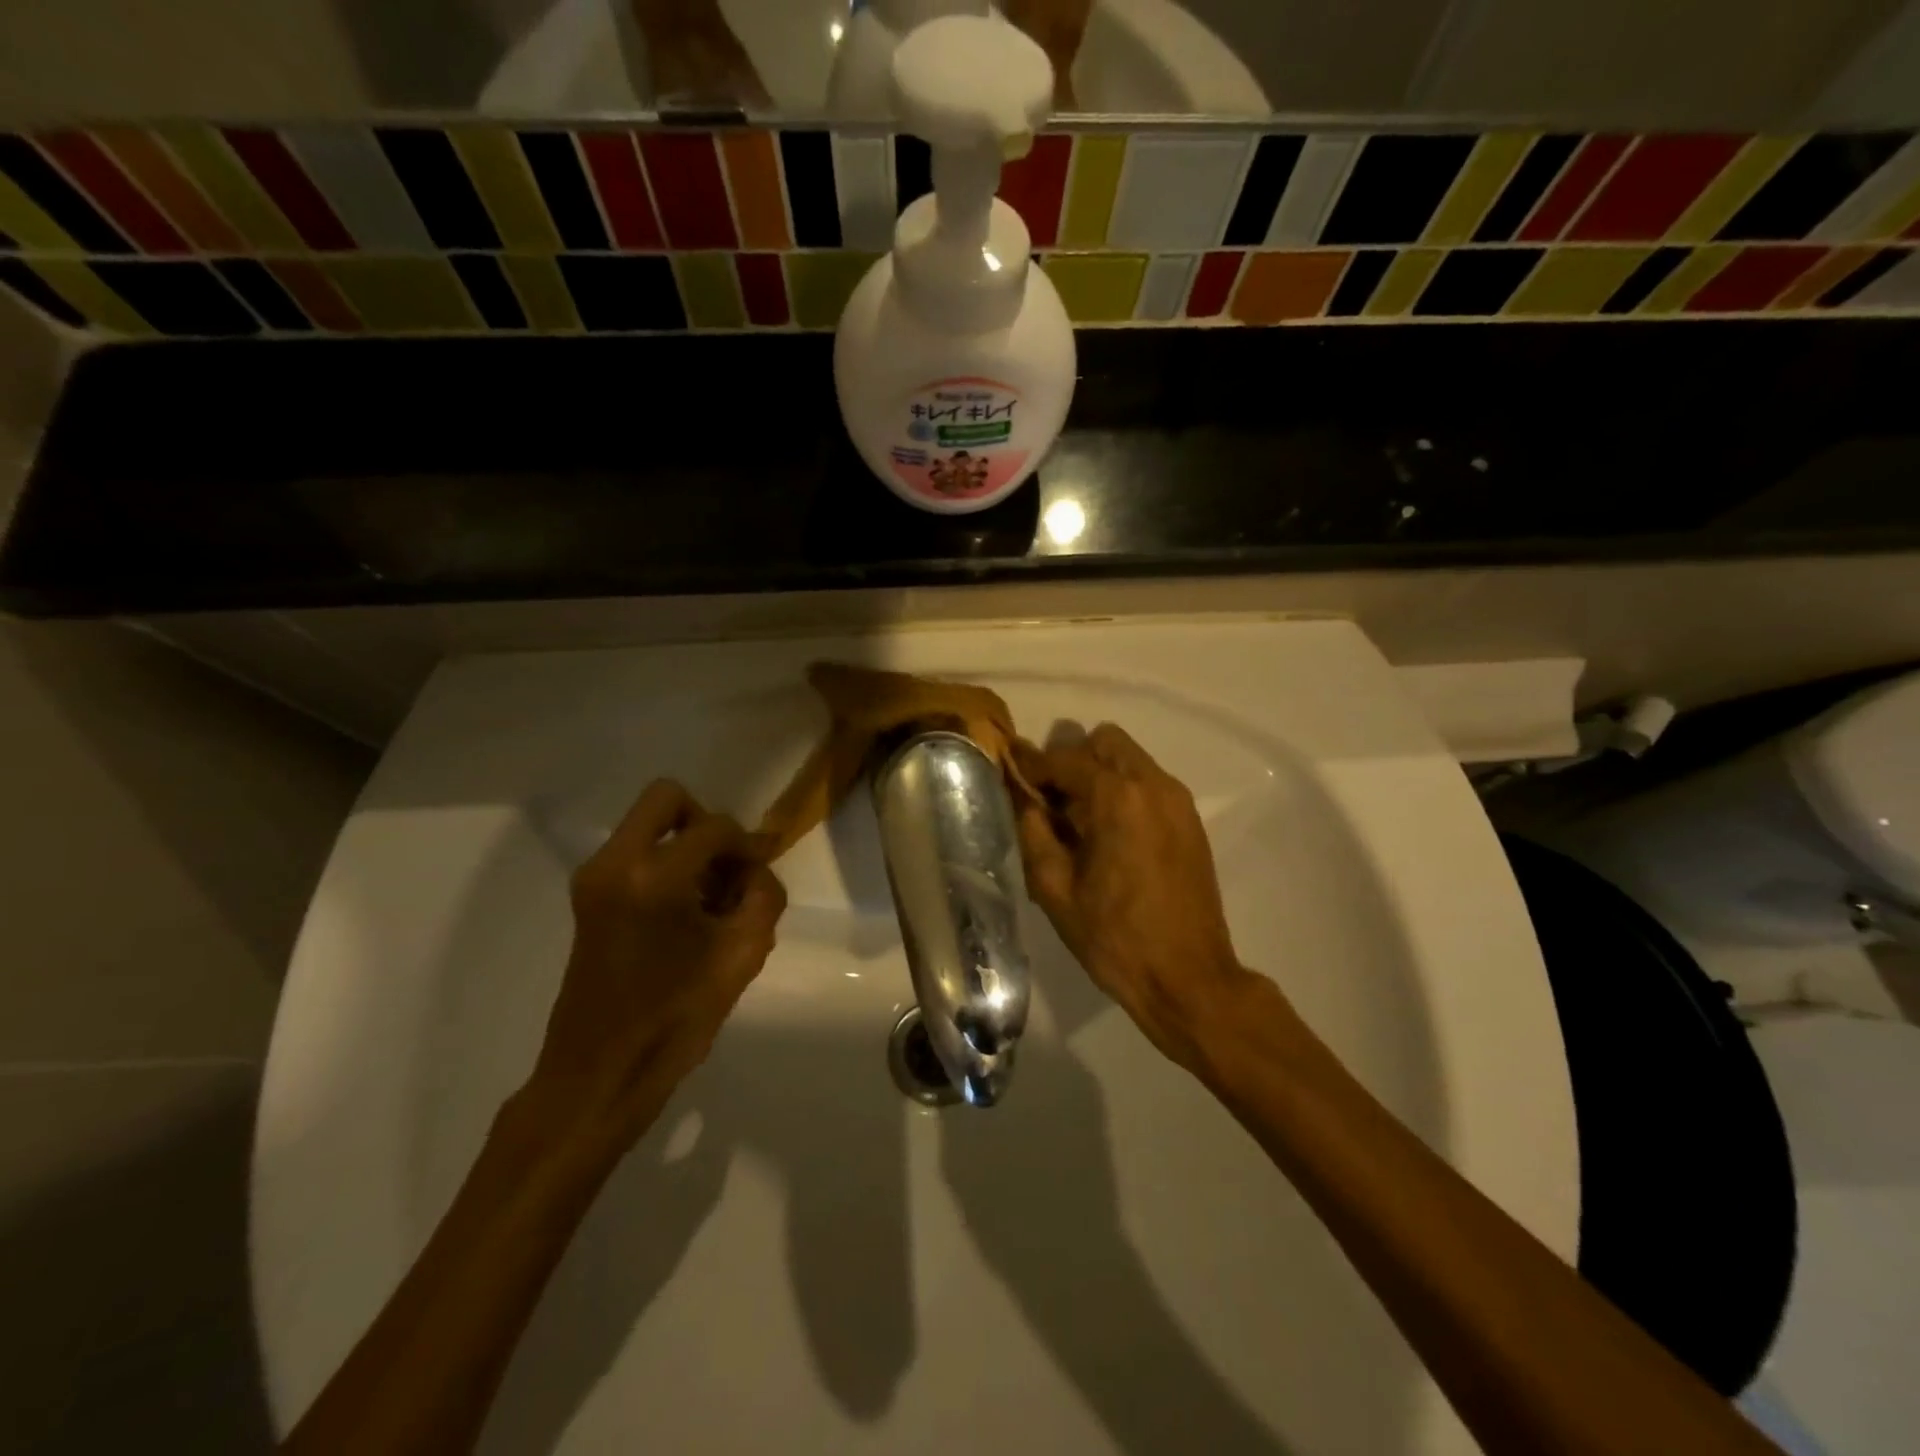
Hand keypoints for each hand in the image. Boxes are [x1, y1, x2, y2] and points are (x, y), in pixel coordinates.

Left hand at [529, 780, 785, 1146]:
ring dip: (687, 848)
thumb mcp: (742, 955)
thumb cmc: (674, 1020)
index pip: (714, 828)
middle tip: (727, 868)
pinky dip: (667, 866)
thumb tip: (755, 870)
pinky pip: (636, 853)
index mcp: (652, 877)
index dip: (747, 844)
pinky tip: (688, 915)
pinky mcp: (589, 898)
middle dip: (707, 824)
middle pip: (666, 799)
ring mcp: (594, 879)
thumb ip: (763, 897)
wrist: (598, 1075)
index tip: (763, 870)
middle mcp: (614, 864)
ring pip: (651, 826)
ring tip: (711, 902)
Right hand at [1013, 725, 1251, 1070]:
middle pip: (1105, 742)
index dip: (1032, 763)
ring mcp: (1178, 802)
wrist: (1187, 978)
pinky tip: (1108, 835)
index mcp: (1118, 798)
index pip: (1065, 760)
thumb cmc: (1113, 937)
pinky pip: (1149, 784)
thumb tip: (1022, 795)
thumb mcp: (1054, 888)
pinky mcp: (1190, 821)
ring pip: (1130, 760)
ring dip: (1099, 774)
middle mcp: (1153, 785)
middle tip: (1051, 799)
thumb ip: (1033, 830)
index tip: (1009, 765)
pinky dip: (1123, 791)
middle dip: (1072, 760)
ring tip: (1079, 819)